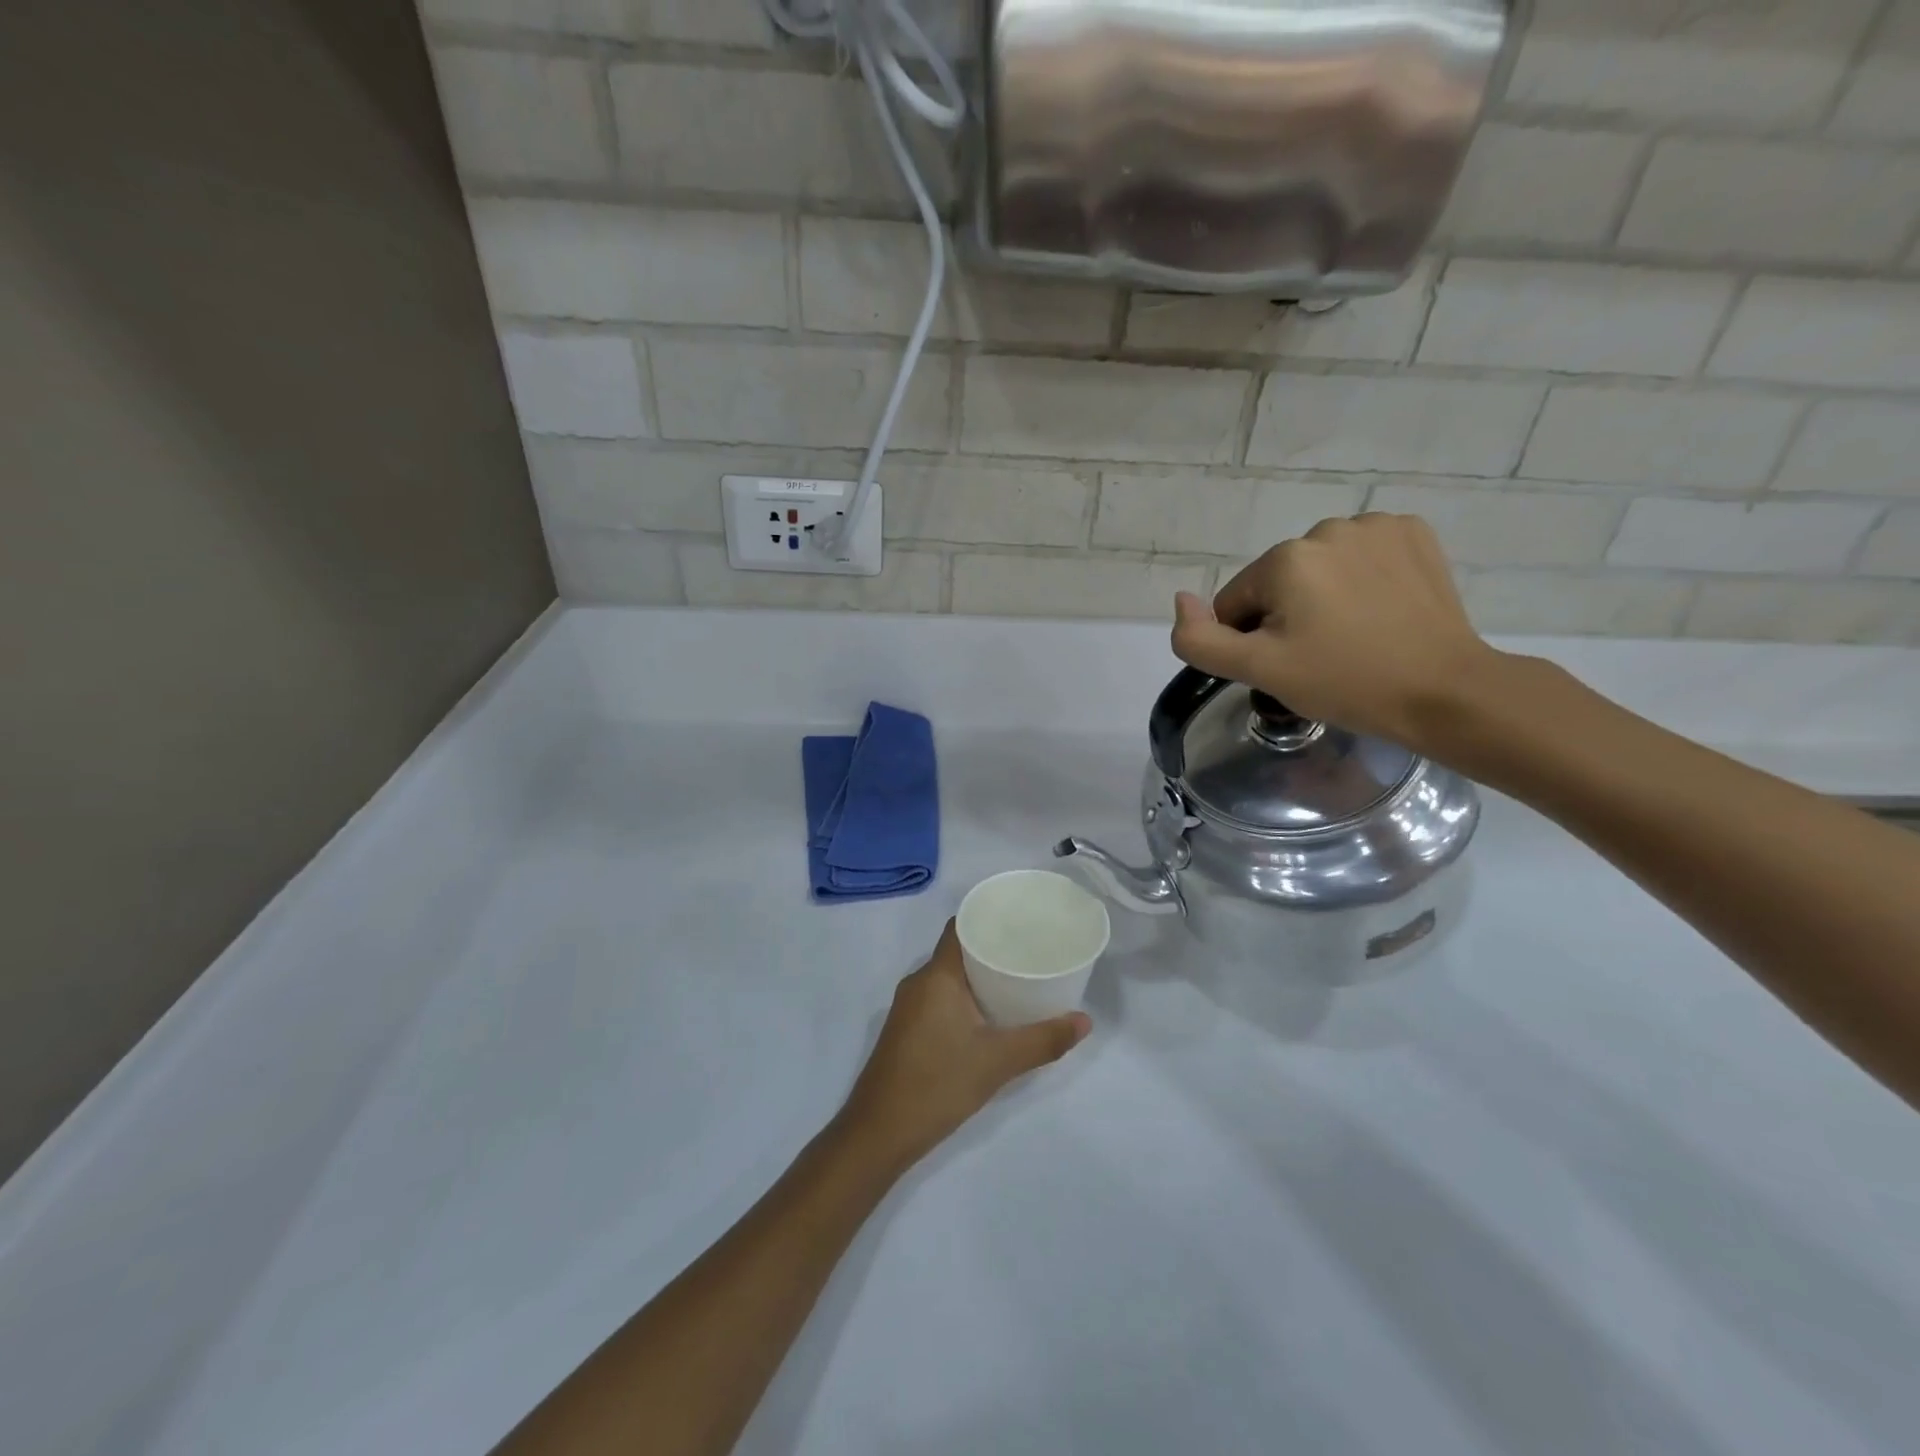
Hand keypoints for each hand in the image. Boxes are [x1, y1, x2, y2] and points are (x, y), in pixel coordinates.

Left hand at [838, 921, 1090, 1172]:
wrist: (879, 1133)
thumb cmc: (937, 1084)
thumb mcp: (998, 1062)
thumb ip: (1043, 1040)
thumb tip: (1084, 1021)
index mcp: (936, 976)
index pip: (960, 927)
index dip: (988, 918)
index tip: (1021, 919)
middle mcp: (918, 982)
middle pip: (957, 950)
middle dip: (992, 948)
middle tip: (1031, 951)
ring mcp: (908, 1007)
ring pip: (948, 977)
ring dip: (978, 976)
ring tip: (1018, 979)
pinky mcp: (906, 1030)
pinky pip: (939, 998)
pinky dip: (965, 997)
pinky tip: (989, 1014)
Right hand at [1171, 513, 1498, 750]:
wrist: (1445, 691)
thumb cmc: (1345, 682)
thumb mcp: (1259, 671)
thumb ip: (1201, 639)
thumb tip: (1180, 600)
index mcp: (1285, 558)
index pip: (1236, 602)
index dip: (1251, 640)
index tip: (1288, 665)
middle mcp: (1327, 528)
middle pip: (1278, 582)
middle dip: (1287, 616)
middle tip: (1320, 656)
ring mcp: (1377, 527)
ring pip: (1319, 568)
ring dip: (1323, 596)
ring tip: (1354, 635)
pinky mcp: (1414, 534)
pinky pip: (1362, 555)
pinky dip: (1362, 578)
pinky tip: (1381, 610)